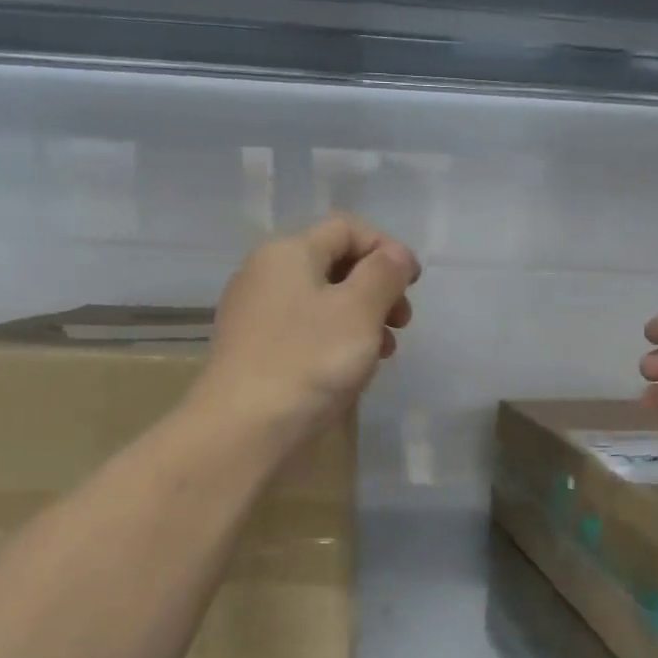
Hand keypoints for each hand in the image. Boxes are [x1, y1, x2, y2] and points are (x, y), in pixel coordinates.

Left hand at [195, 215, 419, 442]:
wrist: (243, 429)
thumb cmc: (309, 361)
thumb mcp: (359, 310)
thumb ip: (384, 274)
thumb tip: (396, 254)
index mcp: (288, 252)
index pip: (347, 228)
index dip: (387, 248)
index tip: (414, 285)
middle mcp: (265, 274)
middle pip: (334, 264)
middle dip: (376, 287)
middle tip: (402, 322)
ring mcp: (255, 314)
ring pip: (321, 301)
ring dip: (361, 318)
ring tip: (383, 353)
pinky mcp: (253, 350)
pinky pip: (304, 330)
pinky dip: (334, 340)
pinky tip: (350, 370)